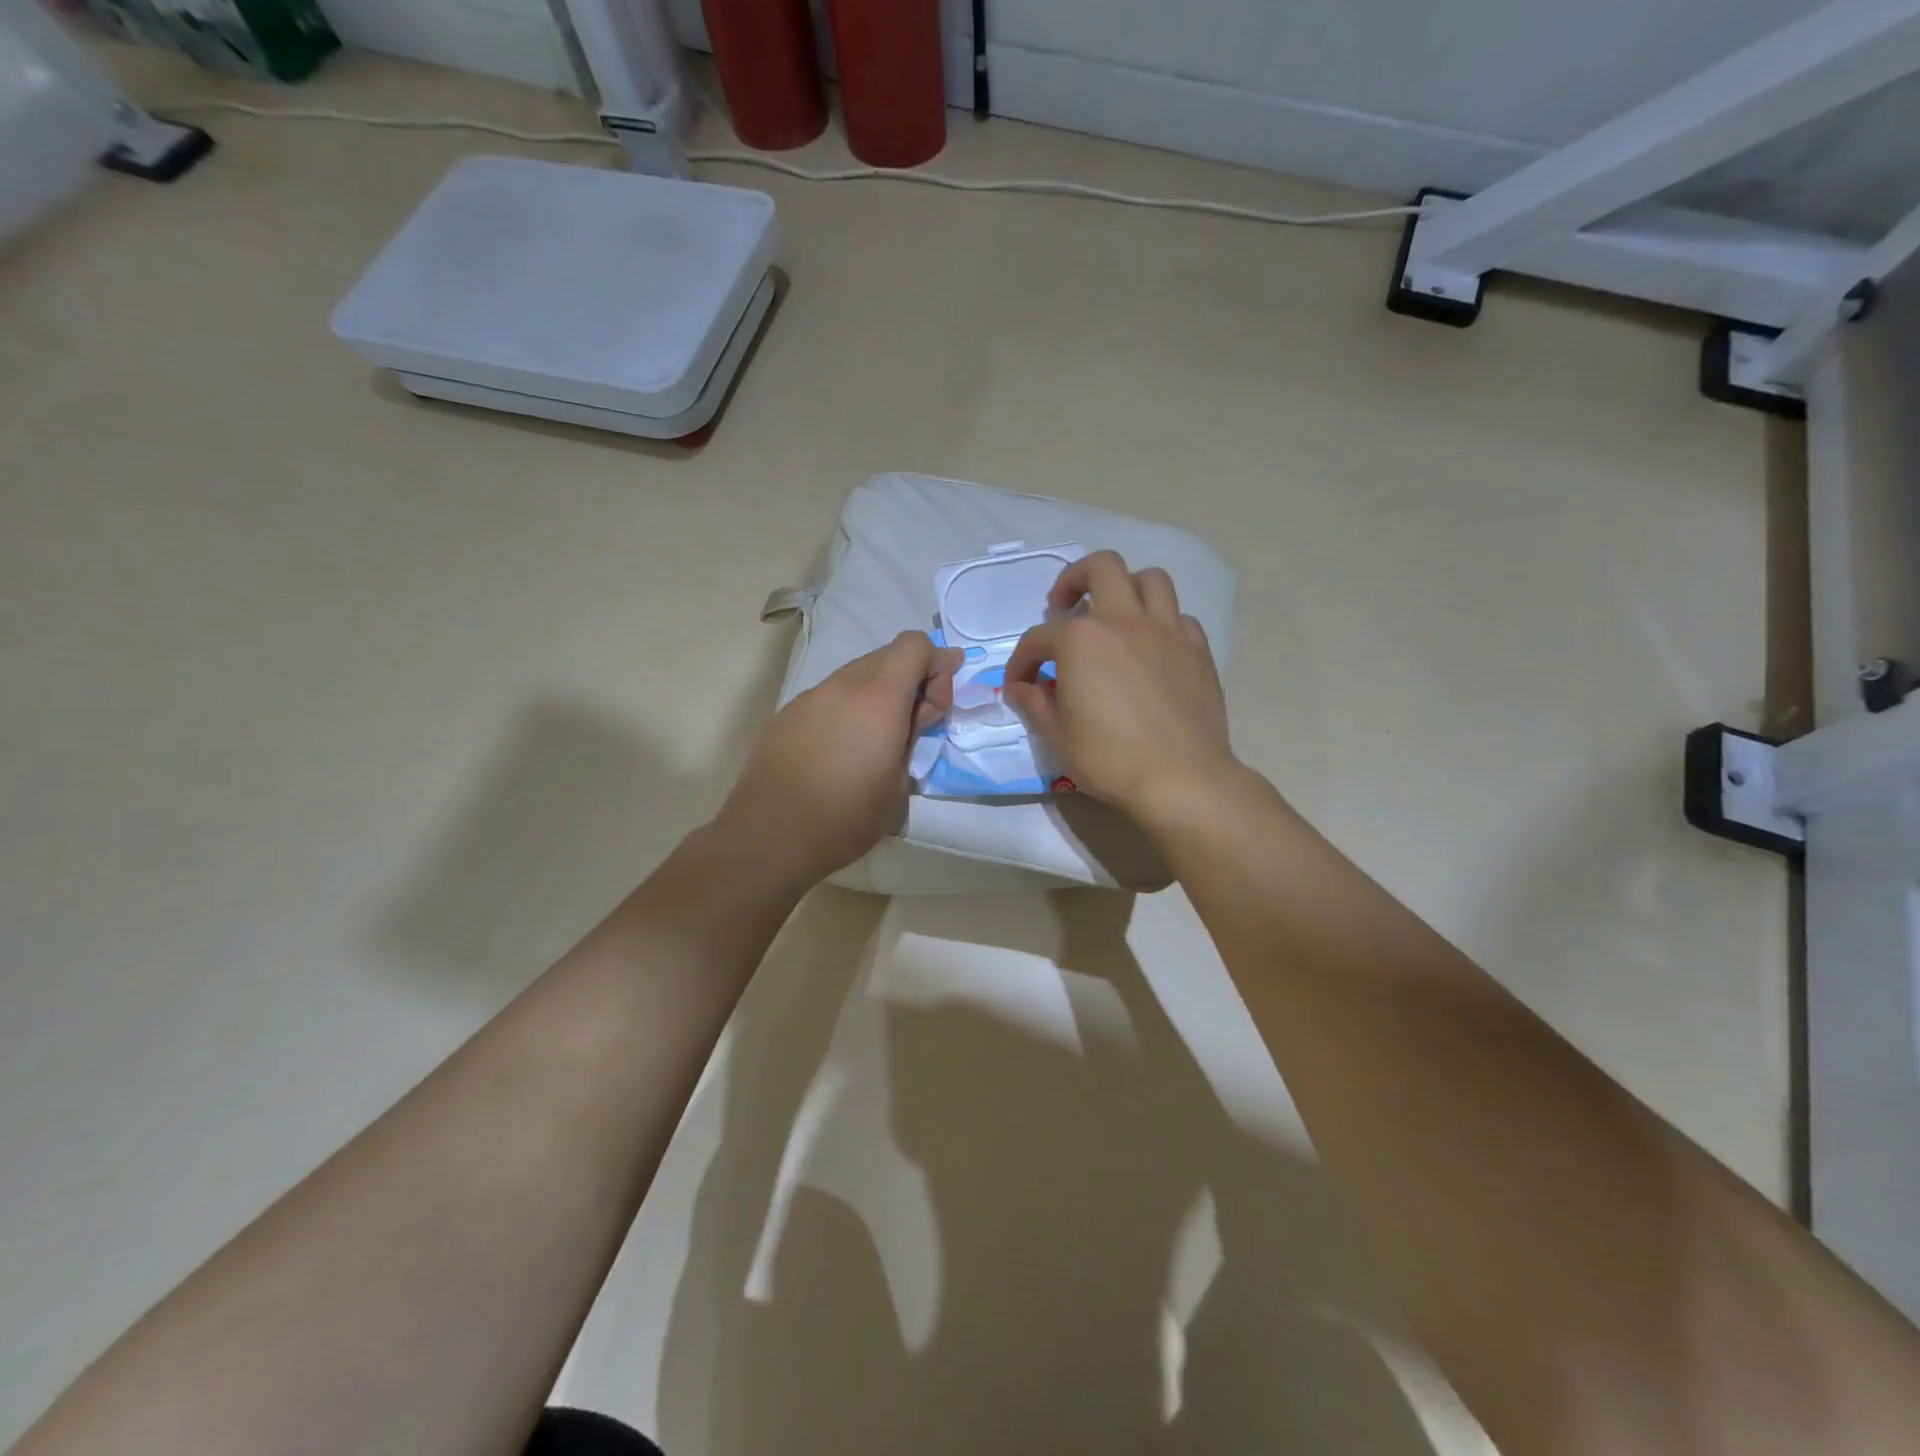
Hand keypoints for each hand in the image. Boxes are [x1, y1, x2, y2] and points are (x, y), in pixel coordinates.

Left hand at [716, 631, 961, 886]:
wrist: (770, 836)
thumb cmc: (846, 817)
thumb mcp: (899, 785)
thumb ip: (912, 737)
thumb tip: (913, 715)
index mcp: (878, 698)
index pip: (916, 645)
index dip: (937, 666)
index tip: (937, 707)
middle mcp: (843, 685)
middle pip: (887, 656)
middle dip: (911, 680)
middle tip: (913, 724)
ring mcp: (810, 696)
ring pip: (856, 675)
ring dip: (878, 694)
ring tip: (874, 740)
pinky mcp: (788, 714)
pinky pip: (830, 695)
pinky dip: (848, 708)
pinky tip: (840, 749)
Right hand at [1005, 551, 1237, 827]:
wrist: (1181, 778)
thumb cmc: (1110, 759)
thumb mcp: (1057, 737)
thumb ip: (1034, 704)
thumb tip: (1021, 688)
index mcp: (1081, 640)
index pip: (1039, 638)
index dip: (1022, 660)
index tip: (1020, 684)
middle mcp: (1124, 620)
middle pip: (1102, 567)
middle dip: (1076, 578)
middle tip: (1066, 607)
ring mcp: (1167, 631)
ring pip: (1150, 579)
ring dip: (1126, 589)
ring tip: (1114, 616)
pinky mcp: (1198, 650)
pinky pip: (1179, 617)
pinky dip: (1161, 623)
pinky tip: (1152, 649)